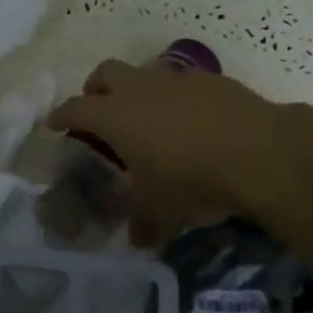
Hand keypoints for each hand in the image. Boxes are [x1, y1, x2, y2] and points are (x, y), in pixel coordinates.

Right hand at [46, 59, 292, 245]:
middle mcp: (138, 88)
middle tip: (98, 109)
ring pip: (143, 72)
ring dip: (137, 89)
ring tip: (148, 116)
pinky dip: (176, 97)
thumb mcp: (160, 210)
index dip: (61, 116)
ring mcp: (175, 79)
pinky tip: (191, 120)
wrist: (258, 151)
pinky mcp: (210, 79)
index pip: (75, 109)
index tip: (54, 123)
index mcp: (114, 116)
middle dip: (95, 88)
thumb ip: (143, 223)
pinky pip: (181, 82)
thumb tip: (138, 240)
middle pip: (104, 73)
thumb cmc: (191, 180)